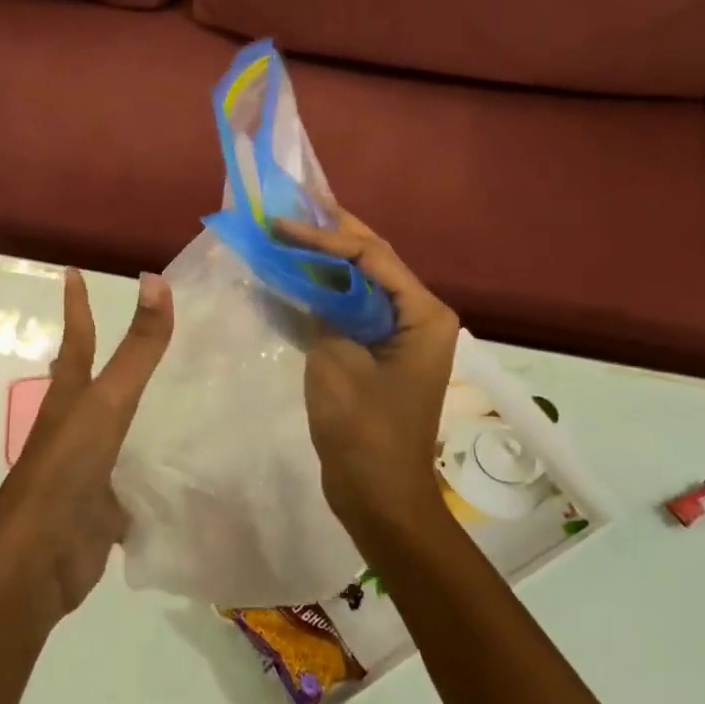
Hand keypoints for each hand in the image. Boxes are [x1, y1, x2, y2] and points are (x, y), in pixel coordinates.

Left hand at [0, 268, 173, 624]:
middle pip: (91, 383)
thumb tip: (155, 279)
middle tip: (135, 334)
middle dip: (106, 357)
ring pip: (116, 430)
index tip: (73, 272)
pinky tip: (184, 468)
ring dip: (136, 412)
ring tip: (172, 394)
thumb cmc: (66, 470)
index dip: (77, 304)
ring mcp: (89, 468)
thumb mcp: (107, 402)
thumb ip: (137, 349)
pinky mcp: (105, 507)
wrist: (38, 561)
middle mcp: (76, 427)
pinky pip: (135, 478)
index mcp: (70, 398)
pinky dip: (155, 469)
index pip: (78, 338)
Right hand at [274, 209, 458, 547]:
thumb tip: (305, 282)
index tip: (282, 223)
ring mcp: (399, 335)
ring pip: (359, 282)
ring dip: (324, 260)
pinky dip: (323, 293)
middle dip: (331, 233)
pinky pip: (351, 310)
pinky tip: (293, 277)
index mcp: (422, 314)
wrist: (379, 497)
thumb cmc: (365, 430)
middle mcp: (418, 316)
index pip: (371, 255)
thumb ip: (323, 311)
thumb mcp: (337, 362)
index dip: (325, 235)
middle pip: (371, 260)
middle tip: (292, 207)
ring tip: (289, 232)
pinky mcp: (378, 353)